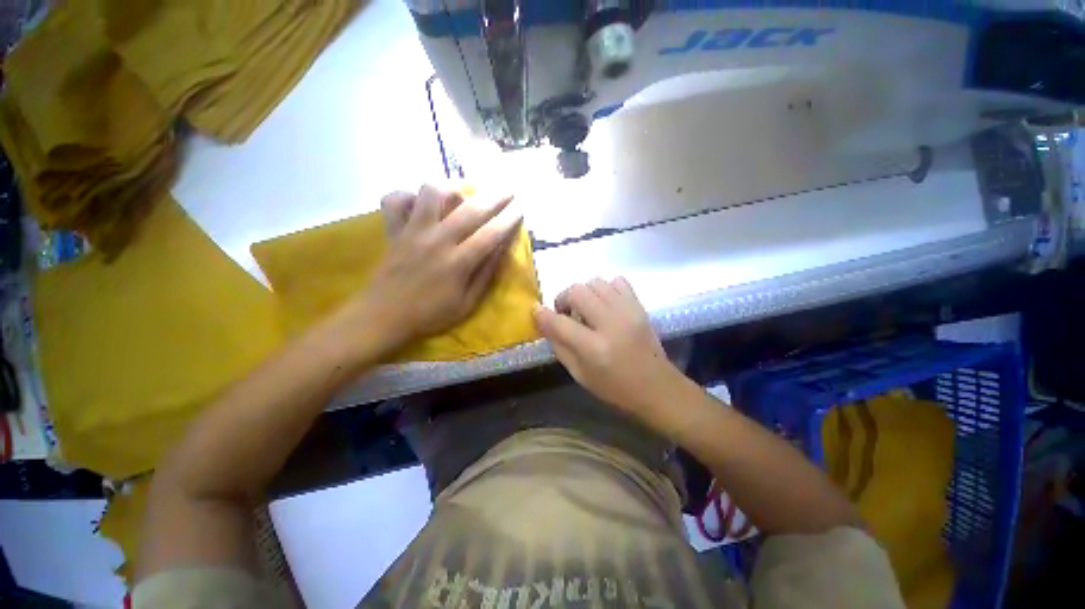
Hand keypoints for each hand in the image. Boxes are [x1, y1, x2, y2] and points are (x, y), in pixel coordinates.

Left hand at [351, 184, 521, 348]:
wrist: (384, 316)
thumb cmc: (430, 314)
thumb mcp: (467, 304)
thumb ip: (485, 275)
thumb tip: (502, 249)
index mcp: (458, 262)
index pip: (491, 234)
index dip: (509, 219)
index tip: (521, 208)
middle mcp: (437, 240)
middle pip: (470, 209)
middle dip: (494, 197)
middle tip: (508, 191)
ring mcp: (413, 231)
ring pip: (431, 193)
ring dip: (451, 188)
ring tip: (461, 195)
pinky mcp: (393, 230)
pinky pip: (395, 200)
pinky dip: (408, 196)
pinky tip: (420, 204)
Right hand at [533, 277, 685, 426]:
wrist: (657, 387)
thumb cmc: (615, 388)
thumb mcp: (580, 375)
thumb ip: (560, 346)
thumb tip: (545, 322)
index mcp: (594, 348)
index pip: (559, 322)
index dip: (542, 315)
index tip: (536, 311)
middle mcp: (611, 324)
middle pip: (577, 291)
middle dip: (564, 299)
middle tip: (566, 313)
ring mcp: (628, 311)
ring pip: (595, 282)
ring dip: (584, 293)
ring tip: (586, 310)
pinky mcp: (640, 306)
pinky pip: (617, 281)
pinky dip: (606, 289)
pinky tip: (605, 305)